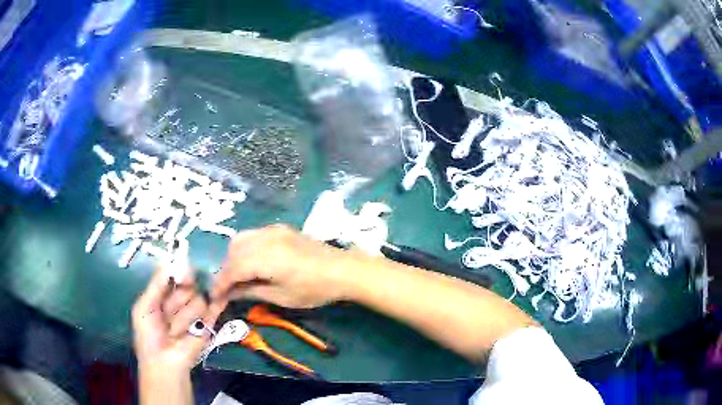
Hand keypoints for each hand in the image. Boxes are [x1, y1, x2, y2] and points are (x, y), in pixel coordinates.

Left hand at [132, 267, 225, 373]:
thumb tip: (174, 261)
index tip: (183, 273)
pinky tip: (220, 298)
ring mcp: (195, 313)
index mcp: (162, 295)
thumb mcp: (144, 307)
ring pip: (198, 299)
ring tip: (177, 332)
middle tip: (169, 313)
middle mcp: (179, 301)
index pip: (174, 275)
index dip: (178, 271)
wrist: (165, 364)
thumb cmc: (149, 336)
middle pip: (187, 285)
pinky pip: (214, 309)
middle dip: (179, 297)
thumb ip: (157, 284)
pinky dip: (217, 304)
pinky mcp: (208, 325)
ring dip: (186, 316)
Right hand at [212, 224, 358, 308]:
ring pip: (240, 239)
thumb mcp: (282, 297)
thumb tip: (229, 294)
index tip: (214, 297)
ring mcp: (273, 230)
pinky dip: (245, 248)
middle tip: (226, 289)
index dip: (221, 284)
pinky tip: (250, 263)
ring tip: (237, 277)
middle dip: (225, 270)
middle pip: (233, 251)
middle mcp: (266, 238)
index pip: (233, 269)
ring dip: (233, 257)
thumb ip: (251, 292)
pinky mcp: (280, 229)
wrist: (344, 269)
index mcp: (267, 257)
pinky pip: (253, 235)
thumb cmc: (315, 289)